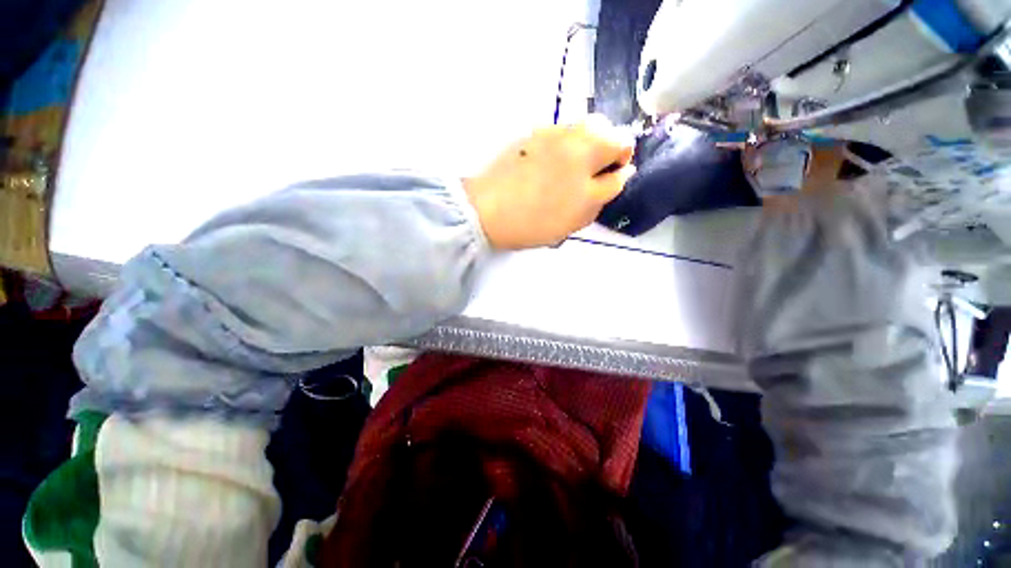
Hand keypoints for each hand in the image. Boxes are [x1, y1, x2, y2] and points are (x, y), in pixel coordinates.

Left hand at [463, 116, 635, 249]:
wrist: (487, 211)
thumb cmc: (536, 219)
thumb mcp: (580, 214)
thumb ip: (607, 190)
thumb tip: (622, 172)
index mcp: (589, 150)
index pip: (623, 144)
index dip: (620, 163)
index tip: (606, 182)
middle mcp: (571, 131)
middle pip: (602, 128)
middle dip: (603, 149)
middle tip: (587, 178)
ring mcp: (546, 131)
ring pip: (578, 129)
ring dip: (582, 146)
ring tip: (565, 175)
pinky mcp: (527, 136)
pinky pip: (555, 135)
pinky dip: (560, 147)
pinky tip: (545, 170)